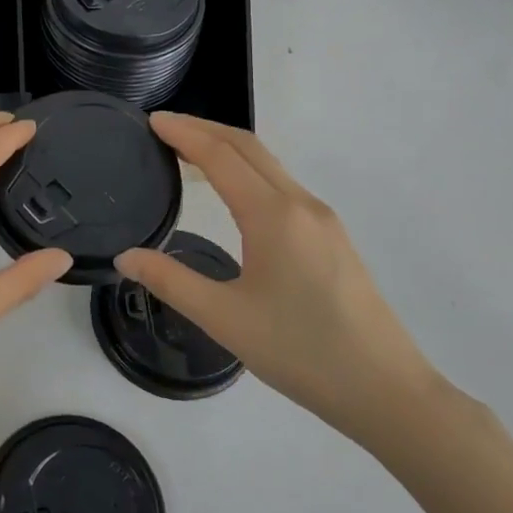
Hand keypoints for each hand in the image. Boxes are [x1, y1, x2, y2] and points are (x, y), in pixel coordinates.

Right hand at [115, 113, 439, 446]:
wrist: (386, 391)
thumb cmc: (301, 352)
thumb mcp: (224, 319)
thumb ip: (170, 281)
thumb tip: (125, 257)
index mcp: (274, 216)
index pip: (221, 156)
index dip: (184, 134)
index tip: (151, 121)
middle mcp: (301, 205)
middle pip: (249, 148)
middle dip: (205, 130)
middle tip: (164, 128)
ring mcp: (323, 221)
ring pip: (269, 166)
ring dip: (228, 150)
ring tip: (189, 155)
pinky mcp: (333, 239)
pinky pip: (282, 187)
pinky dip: (248, 173)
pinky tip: (233, 195)